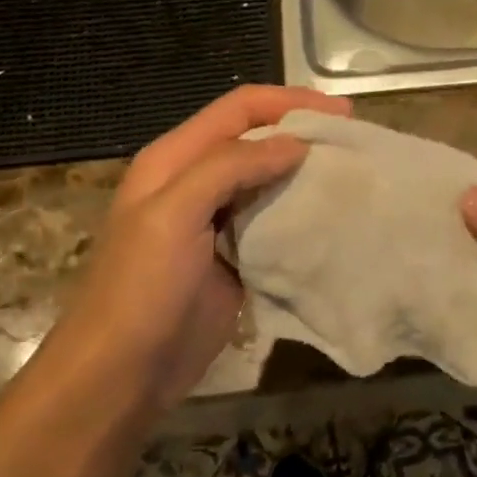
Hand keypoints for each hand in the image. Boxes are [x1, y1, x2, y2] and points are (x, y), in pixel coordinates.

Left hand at [52, 85, 349, 411]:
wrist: (122, 374)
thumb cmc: (141, 288)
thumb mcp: (173, 215)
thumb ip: (229, 167)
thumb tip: (295, 143)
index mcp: (175, 159)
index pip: (239, 109)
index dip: (289, 102)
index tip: (342, 113)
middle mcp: (196, 181)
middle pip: (257, 139)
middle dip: (303, 133)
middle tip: (355, 142)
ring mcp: (217, 221)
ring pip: (269, 179)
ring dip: (306, 173)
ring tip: (352, 174)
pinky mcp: (236, 256)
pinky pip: (274, 221)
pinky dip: (302, 213)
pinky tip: (333, 217)